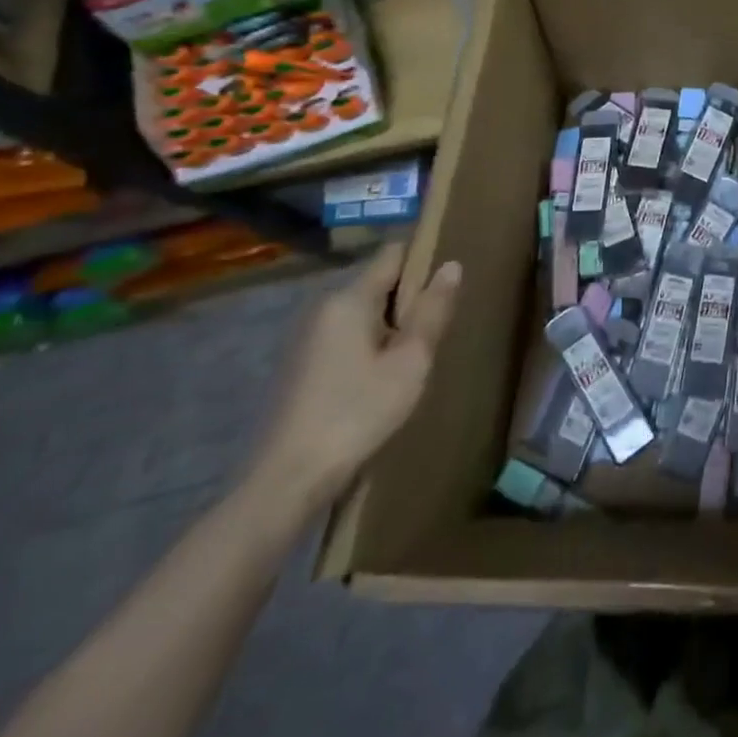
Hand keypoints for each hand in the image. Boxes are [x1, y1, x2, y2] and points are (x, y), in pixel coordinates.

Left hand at [248, 243, 460, 514]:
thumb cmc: (357, 414)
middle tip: (437, 330)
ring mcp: (308, 338)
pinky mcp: (301, 366)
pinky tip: (383, 379)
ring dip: (391, 326)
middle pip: (378, 283)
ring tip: (415, 357)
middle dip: (410, 299)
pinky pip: (347, 337)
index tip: (448, 282)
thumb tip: (451, 265)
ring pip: (363, 313)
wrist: (286, 482)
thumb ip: (433, 311)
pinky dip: (370, 346)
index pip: (393, 254)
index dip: (423, 260)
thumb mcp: (410, 362)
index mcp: (350, 300)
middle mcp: (324, 308)